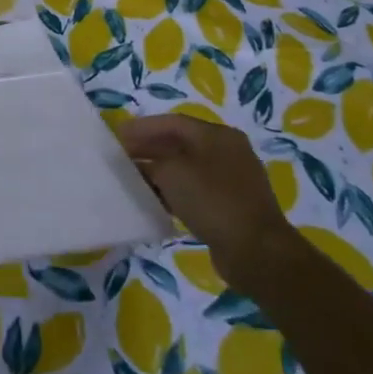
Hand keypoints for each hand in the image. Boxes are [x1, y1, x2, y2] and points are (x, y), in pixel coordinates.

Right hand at [118, 115, 296, 283]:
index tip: (116, 136)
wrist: (255, 251)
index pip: (172, 122)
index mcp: (217, 135)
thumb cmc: (211, 200)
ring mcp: (231, 180)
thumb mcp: (171, 173)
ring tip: (132, 178)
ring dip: (159, 172)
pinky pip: (195, 190)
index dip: (142, 127)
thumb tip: (138, 164)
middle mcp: (227, 151)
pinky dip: (173, 191)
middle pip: (180, 143)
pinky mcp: (231, 205)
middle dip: (148, 148)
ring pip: (186, 168)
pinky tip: (154, 200)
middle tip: (121, 157)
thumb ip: (149, 162)